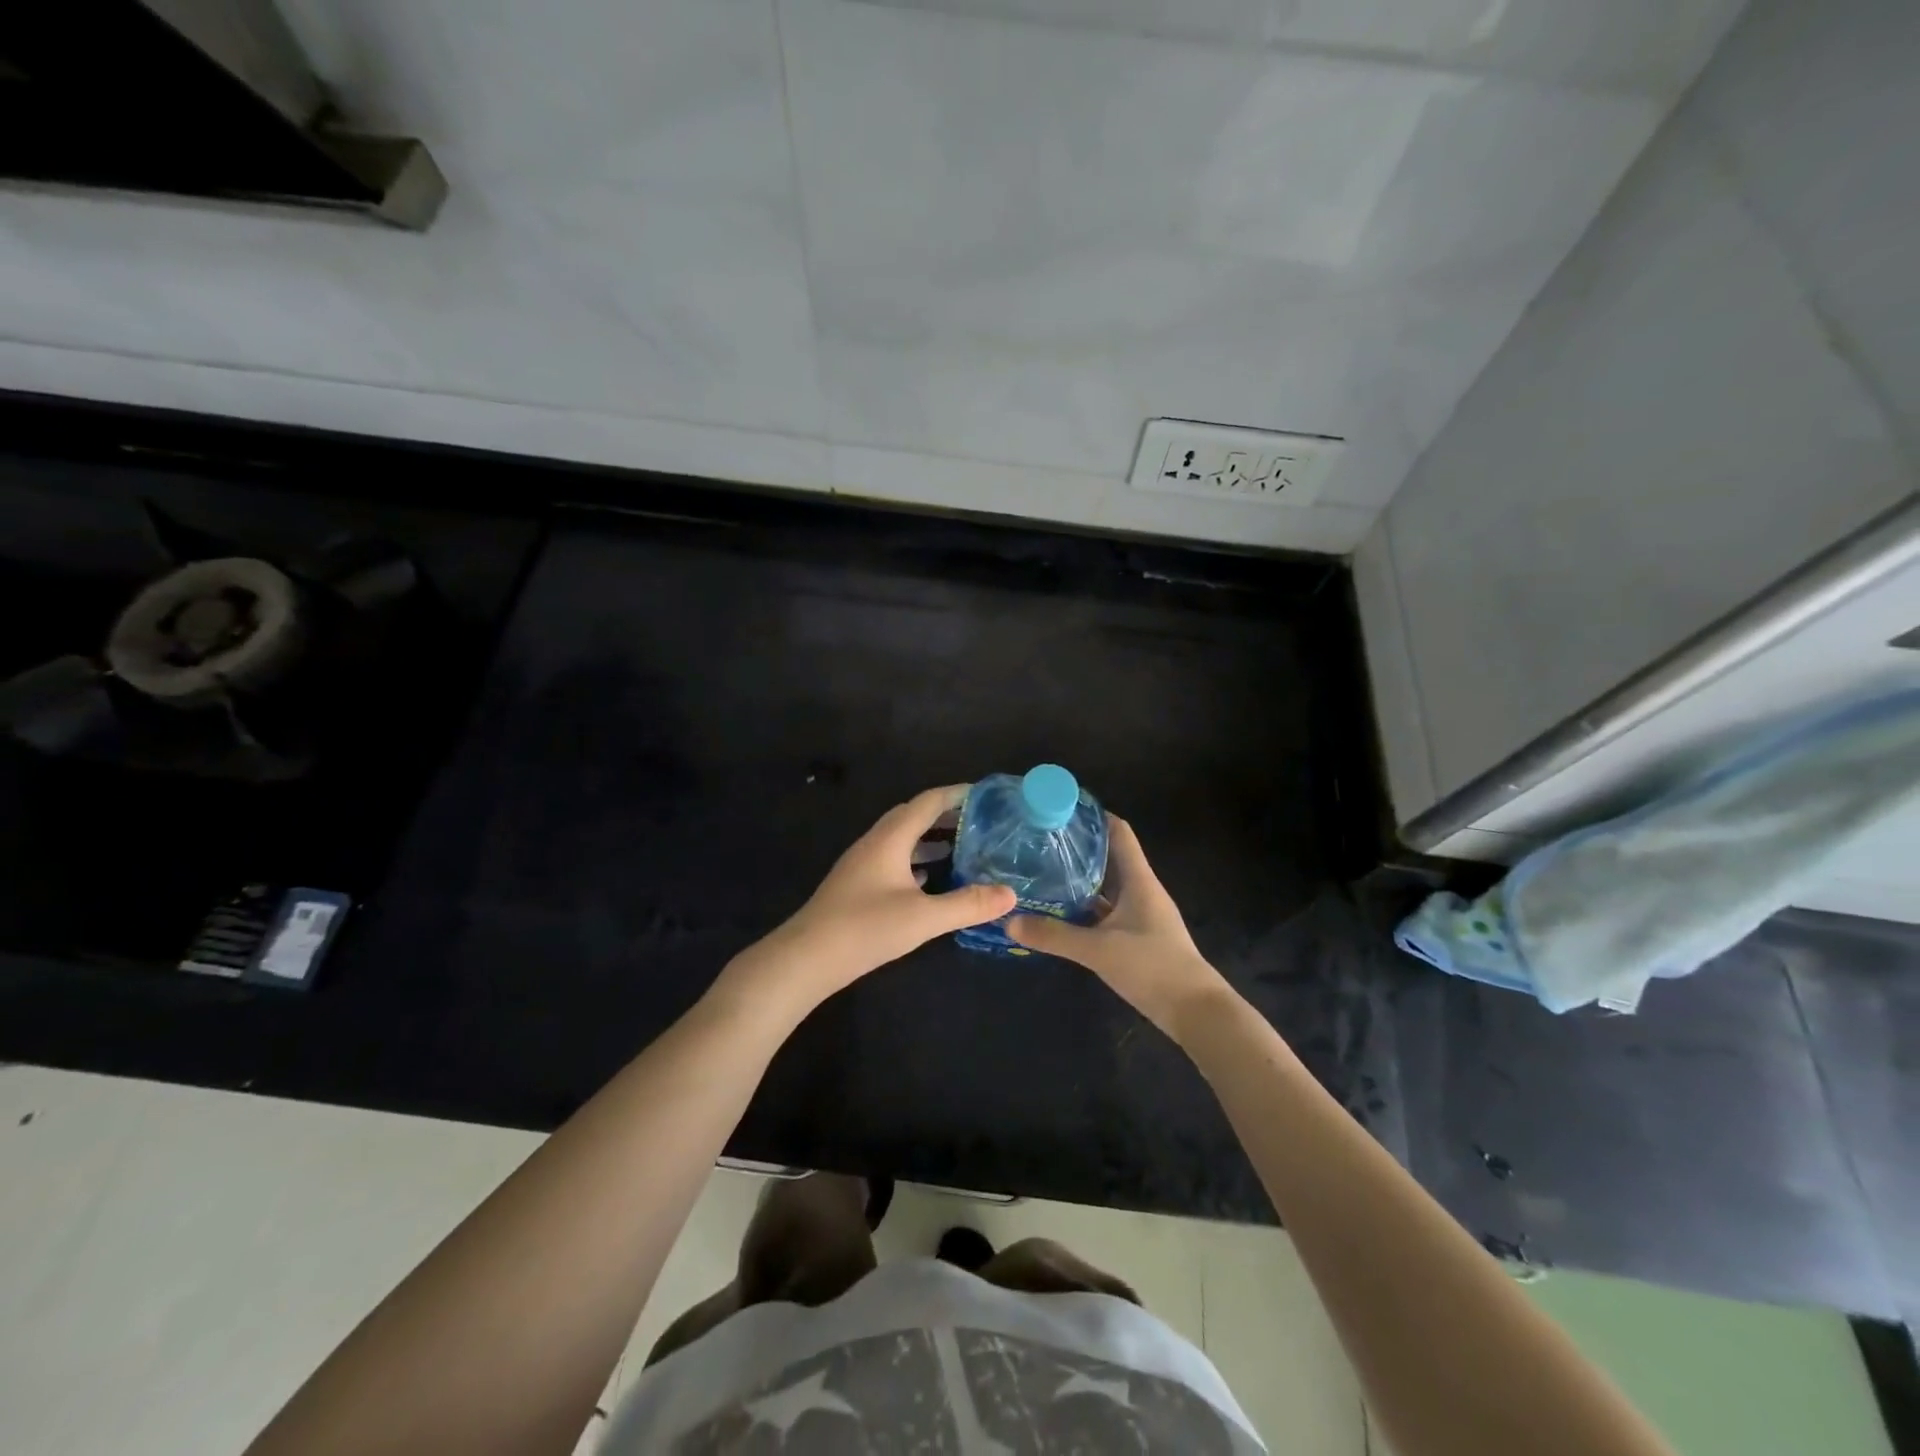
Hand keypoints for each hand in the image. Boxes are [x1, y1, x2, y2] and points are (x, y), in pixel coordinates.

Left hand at [723, 786, 1016, 1014]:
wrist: (806, 959)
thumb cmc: (864, 929)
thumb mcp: (923, 918)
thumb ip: (968, 904)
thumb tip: (1011, 894)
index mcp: (890, 838)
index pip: (928, 801)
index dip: (958, 794)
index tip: (988, 795)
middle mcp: (875, 842)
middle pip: (914, 815)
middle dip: (948, 814)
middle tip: (982, 821)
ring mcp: (864, 863)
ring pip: (903, 839)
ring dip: (932, 838)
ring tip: (965, 846)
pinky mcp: (858, 885)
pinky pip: (894, 859)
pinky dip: (917, 860)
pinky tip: (932, 879)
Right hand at [1008, 816, 1227, 1039]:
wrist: (1196, 1011)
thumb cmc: (1152, 967)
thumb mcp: (1098, 950)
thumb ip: (1055, 936)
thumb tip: (1009, 921)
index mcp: (1139, 880)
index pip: (1119, 832)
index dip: (1094, 816)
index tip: (1061, 809)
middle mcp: (1141, 890)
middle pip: (1110, 857)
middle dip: (1079, 848)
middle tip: (1041, 842)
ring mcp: (1141, 915)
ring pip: (1107, 887)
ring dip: (1081, 879)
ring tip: (1043, 872)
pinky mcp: (1138, 938)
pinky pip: (1107, 912)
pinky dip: (1086, 908)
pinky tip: (1061, 913)